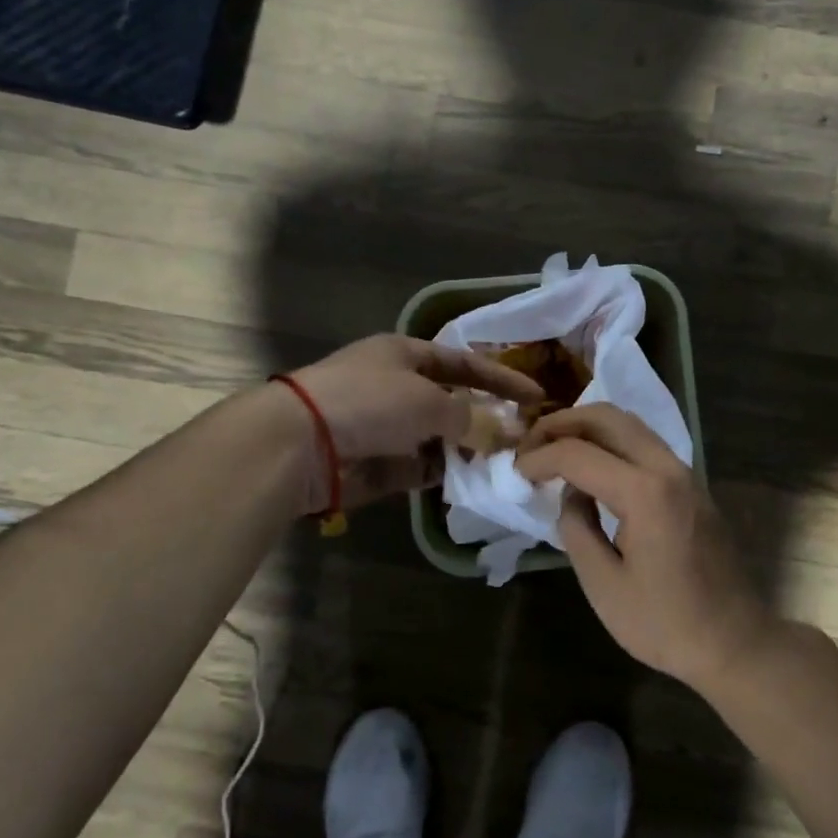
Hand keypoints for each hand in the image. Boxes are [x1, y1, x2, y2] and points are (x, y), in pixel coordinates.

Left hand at [286, 335, 543, 512]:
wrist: (301, 443)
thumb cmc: (369, 402)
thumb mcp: (428, 401)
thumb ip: (470, 418)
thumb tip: (501, 432)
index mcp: (404, 355)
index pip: (463, 363)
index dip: (501, 378)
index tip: (536, 396)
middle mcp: (395, 387)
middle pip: (451, 402)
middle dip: (485, 419)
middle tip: (523, 437)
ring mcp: (385, 427)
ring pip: (438, 438)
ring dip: (467, 450)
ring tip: (504, 464)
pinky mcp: (377, 464)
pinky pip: (420, 467)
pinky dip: (443, 474)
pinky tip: (471, 483)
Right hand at [517, 404, 772, 691]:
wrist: (734, 642)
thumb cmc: (664, 622)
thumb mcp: (603, 584)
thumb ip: (577, 528)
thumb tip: (572, 493)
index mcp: (645, 493)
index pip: (578, 454)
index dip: (539, 458)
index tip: (514, 472)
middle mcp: (668, 468)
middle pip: (607, 417)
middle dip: (562, 423)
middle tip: (531, 444)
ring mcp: (685, 473)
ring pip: (630, 424)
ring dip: (588, 427)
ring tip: (554, 448)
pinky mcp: (692, 485)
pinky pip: (645, 444)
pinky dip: (611, 442)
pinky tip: (591, 467)